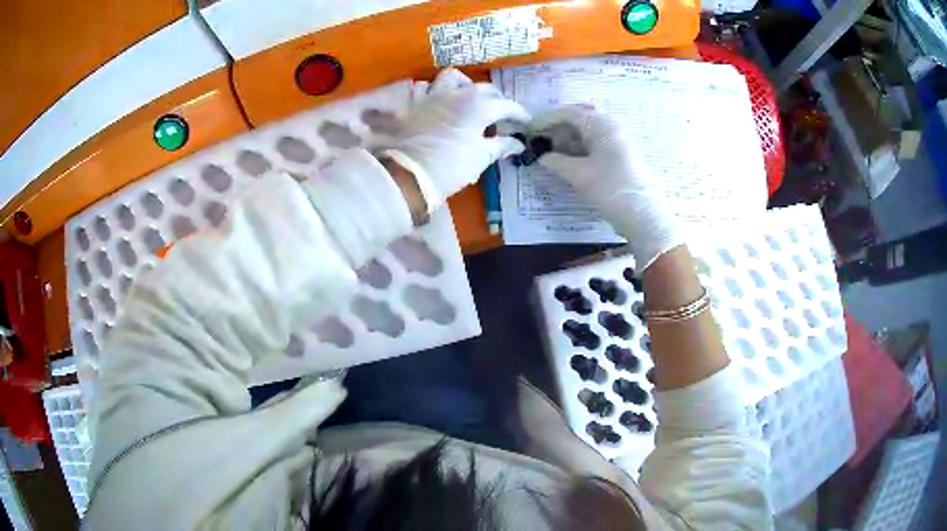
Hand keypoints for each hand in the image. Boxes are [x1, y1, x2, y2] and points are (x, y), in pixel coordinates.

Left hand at [383, 69, 530, 213]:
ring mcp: (433, 95)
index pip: (507, 106)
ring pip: (451, 78)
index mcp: (479, 106)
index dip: (519, 114)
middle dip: (495, 98)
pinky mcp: (413, 103)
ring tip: (465, 96)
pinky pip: (424, 87)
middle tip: (499, 111)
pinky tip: (436, 101)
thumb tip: (518, 144)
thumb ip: (501, 146)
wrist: (410, 173)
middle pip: (483, 88)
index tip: (525, 121)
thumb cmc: (451, 166)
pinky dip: (432, 91)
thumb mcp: (481, 158)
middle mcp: (458, 93)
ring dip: (462, 84)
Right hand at [533, 106, 681, 269]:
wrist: (645, 216)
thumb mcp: (579, 175)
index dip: (545, 120)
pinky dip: (579, 147)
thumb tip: (538, 155)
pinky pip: (595, 142)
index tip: (528, 133)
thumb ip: (555, 161)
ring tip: (550, 153)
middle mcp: (611, 125)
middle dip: (557, 127)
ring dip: (567, 138)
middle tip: (539, 141)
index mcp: (602, 123)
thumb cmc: (611, 190)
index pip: (568, 112)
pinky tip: (568, 159)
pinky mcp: (621, 153)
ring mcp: (618, 139)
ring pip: (587, 130)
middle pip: (578, 117)